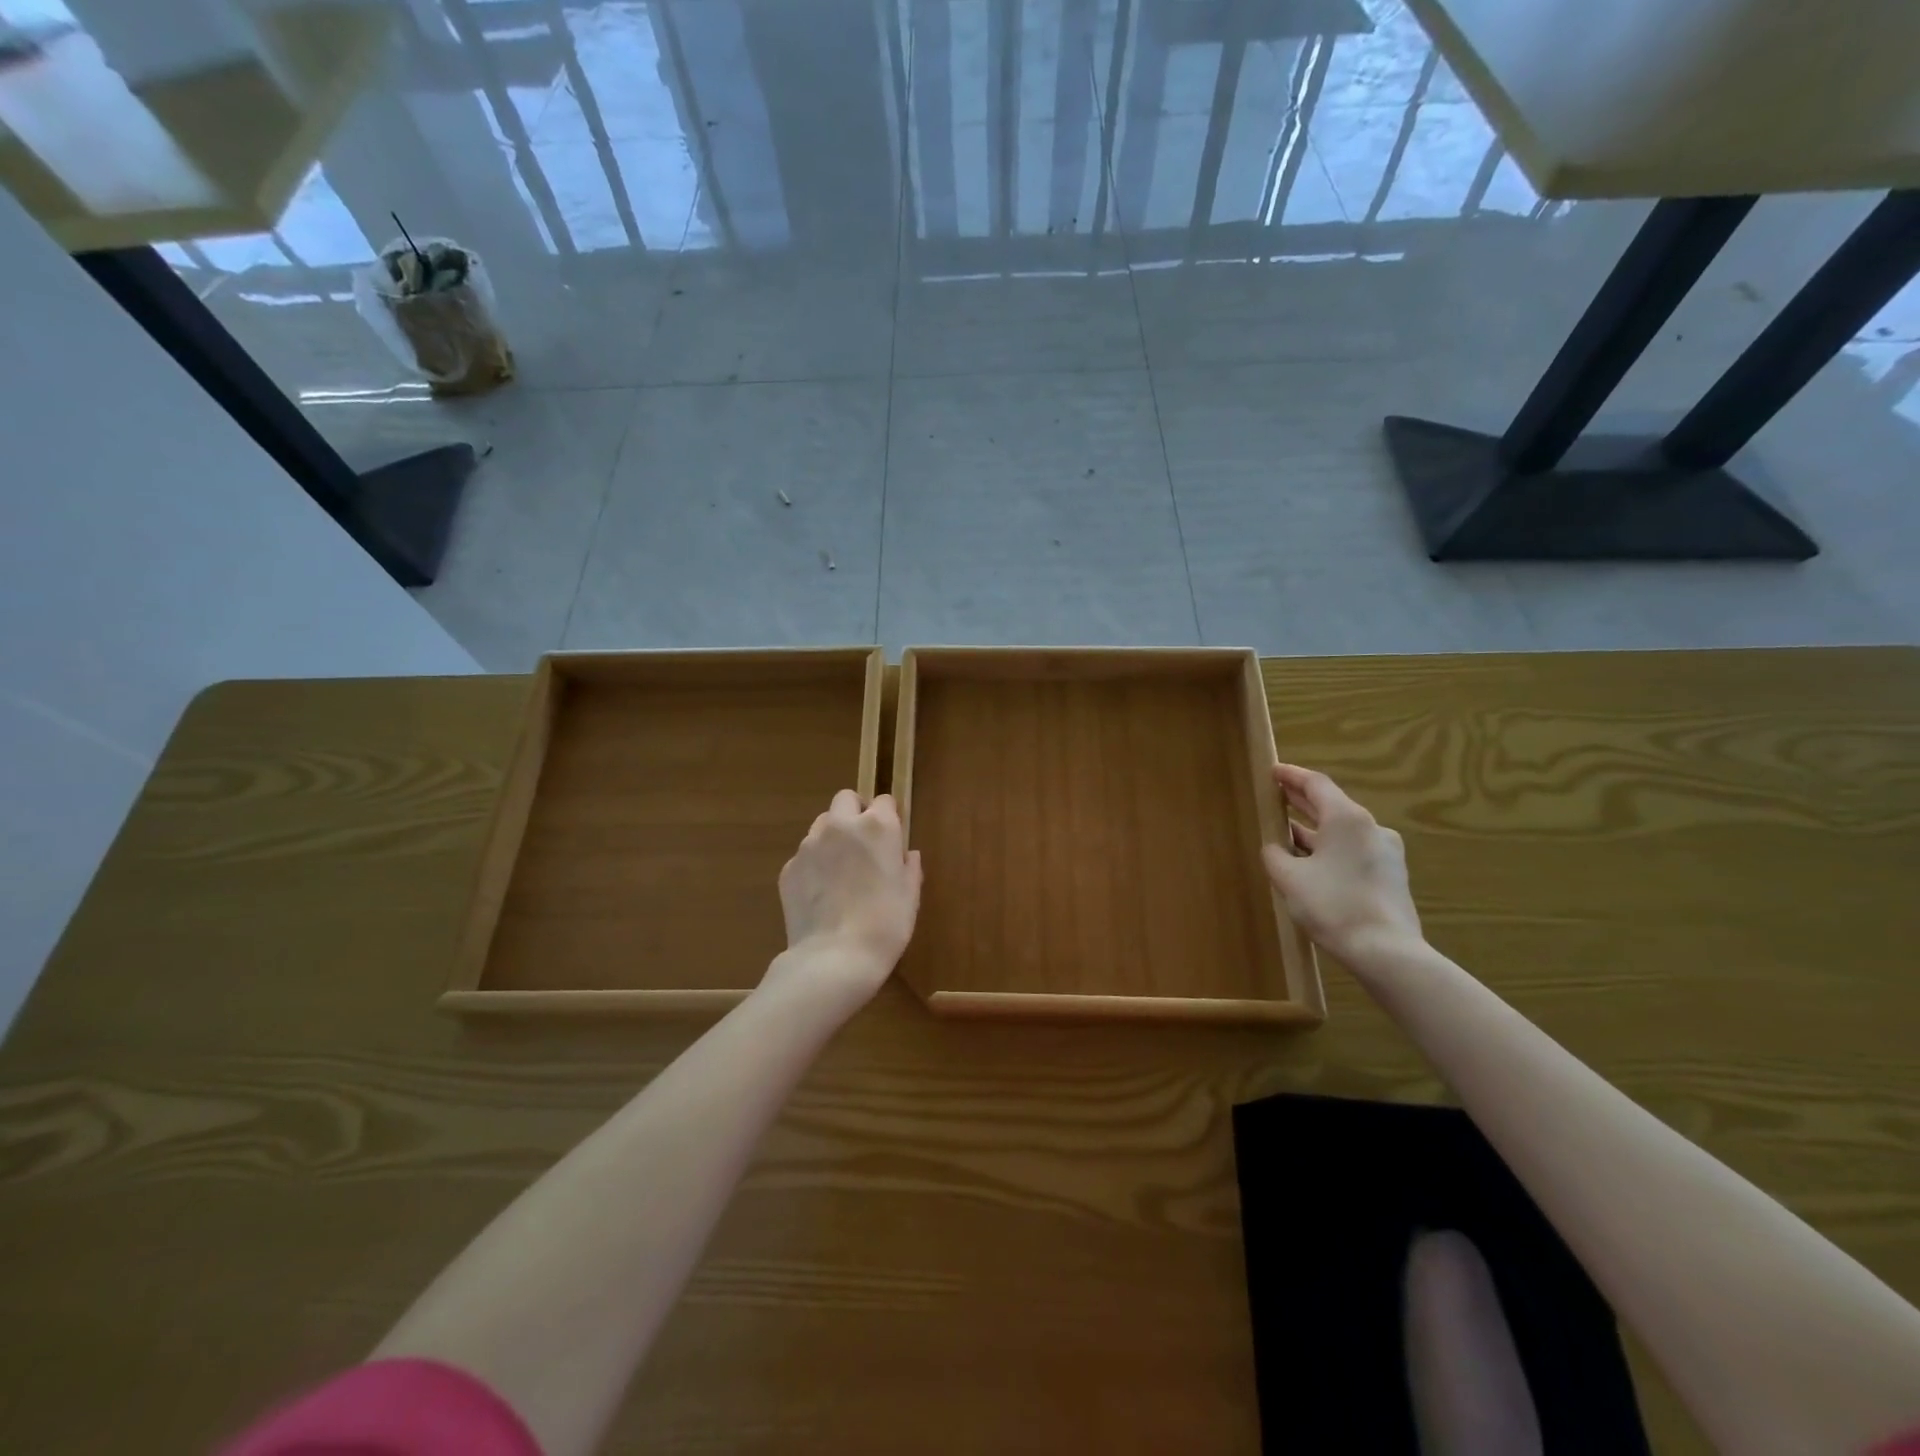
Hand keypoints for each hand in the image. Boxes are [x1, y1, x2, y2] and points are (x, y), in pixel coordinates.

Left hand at [768, 790, 922, 1005]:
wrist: (834, 959)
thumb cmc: (885, 926)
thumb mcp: (910, 897)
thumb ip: (909, 867)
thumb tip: (908, 855)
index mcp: (877, 827)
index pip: (884, 801)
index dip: (889, 817)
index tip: (891, 838)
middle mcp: (840, 826)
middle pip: (846, 800)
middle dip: (855, 813)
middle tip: (863, 845)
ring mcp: (809, 845)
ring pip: (822, 825)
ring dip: (833, 837)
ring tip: (840, 871)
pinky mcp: (789, 868)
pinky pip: (805, 855)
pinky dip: (814, 865)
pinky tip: (822, 895)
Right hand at [1261, 764, 1421, 960]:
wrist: (1386, 952)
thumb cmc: (1333, 905)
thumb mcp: (1289, 878)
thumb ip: (1275, 855)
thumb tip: (1274, 847)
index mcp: (1347, 819)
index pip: (1316, 784)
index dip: (1292, 776)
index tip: (1273, 771)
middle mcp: (1371, 827)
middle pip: (1332, 805)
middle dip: (1302, 801)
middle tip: (1277, 795)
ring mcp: (1385, 852)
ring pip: (1343, 832)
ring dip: (1315, 830)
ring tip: (1288, 834)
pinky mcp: (1391, 876)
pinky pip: (1354, 852)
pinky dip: (1331, 850)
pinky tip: (1313, 864)